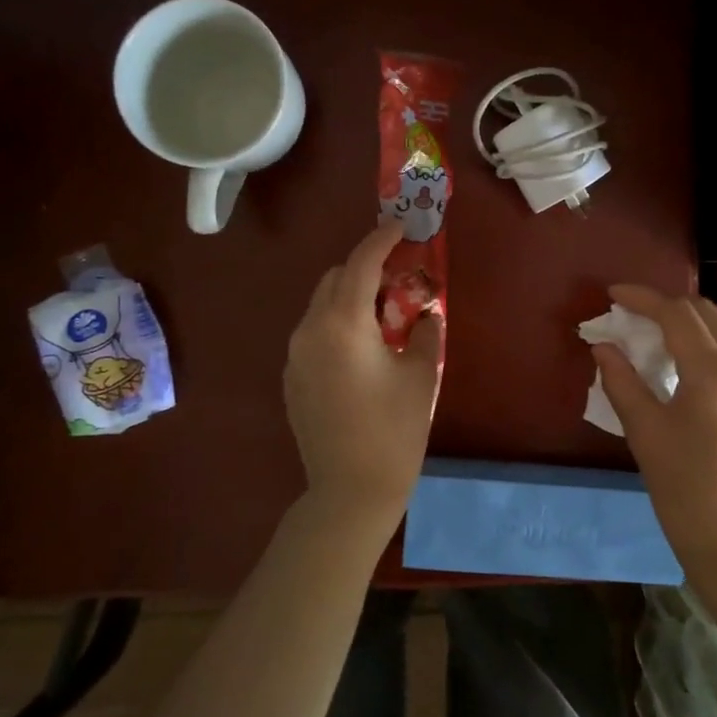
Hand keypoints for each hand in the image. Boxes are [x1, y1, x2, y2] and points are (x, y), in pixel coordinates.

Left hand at [284, 221, 441, 527]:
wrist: (350, 489)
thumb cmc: (394, 429)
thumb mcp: (422, 375)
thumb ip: (425, 332)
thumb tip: (425, 315)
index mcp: (344, 323)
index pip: (360, 263)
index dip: (381, 239)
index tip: (400, 226)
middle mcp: (310, 330)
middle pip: (334, 279)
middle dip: (365, 269)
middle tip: (399, 281)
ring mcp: (295, 355)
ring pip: (321, 305)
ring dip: (350, 297)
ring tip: (383, 319)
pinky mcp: (291, 377)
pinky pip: (314, 333)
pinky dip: (336, 324)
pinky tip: (361, 352)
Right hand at [592, 286, 716, 597]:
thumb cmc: (684, 492)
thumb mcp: (644, 434)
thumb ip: (622, 381)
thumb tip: (603, 345)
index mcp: (716, 378)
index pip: (678, 315)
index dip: (643, 298)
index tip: (613, 294)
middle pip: (706, 313)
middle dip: (666, 304)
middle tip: (631, 313)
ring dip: (694, 316)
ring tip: (661, 326)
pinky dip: (716, 336)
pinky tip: (692, 352)